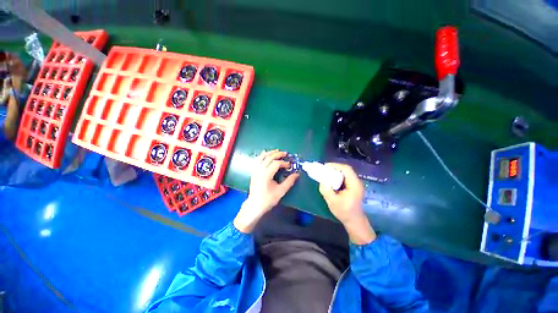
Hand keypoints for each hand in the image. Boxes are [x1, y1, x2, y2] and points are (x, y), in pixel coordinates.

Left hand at [233, 150, 298, 232]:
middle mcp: (259, 170)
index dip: (284, 163)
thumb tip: (296, 174)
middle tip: (285, 153)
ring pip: (262, 157)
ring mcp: (255, 171)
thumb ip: (289, 182)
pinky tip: (266, 154)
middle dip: (278, 154)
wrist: (254, 205)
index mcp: (266, 175)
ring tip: (277, 151)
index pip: (276, 164)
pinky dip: (263, 156)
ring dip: (270, 153)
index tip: (289, 166)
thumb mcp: (280, 191)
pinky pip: (258, 160)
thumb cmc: (267, 199)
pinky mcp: (254, 172)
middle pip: (269, 158)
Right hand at [319, 163, 375, 244]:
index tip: (325, 167)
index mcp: (354, 185)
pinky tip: (330, 179)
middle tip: (324, 170)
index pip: (346, 169)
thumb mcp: (333, 202)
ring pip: (344, 173)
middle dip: (334, 168)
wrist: (354, 221)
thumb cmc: (344, 212)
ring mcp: (355, 184)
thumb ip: (326, 190)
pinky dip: (336, 176)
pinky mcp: (352, 186)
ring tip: (325, 173)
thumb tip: (321, 181)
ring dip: (335, 172)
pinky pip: (344, 177)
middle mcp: (356, 182)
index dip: (335, 165)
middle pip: (345, 169)